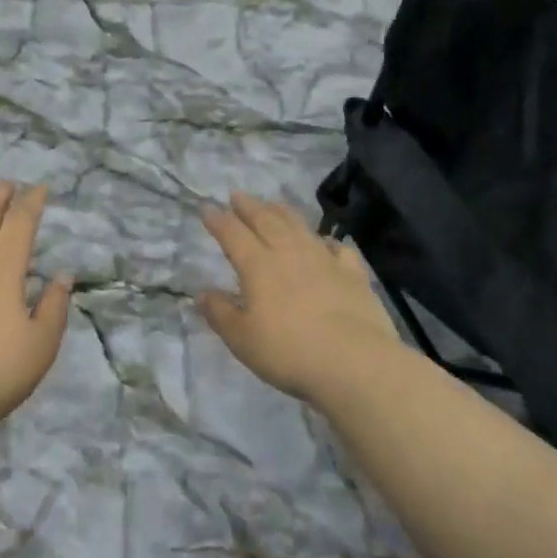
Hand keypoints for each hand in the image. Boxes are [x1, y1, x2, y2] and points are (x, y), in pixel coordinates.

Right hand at [197, 192, 401, 403]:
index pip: (233, 234)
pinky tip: (325, 241)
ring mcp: (324, 259)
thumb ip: (220, 314)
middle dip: (249, 206)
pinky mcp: (352, 273)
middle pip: (266, 220)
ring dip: (282, 212)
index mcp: (258, 265)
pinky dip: (326, 240)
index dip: (218, 220)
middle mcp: (289, 253)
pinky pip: (337, 247)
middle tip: (238, 195)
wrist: (355, 362)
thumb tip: (201, 294)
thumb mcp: (242, 339)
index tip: (207, 207)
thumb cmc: (290, 352)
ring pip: (299, 226)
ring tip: (273, 204)